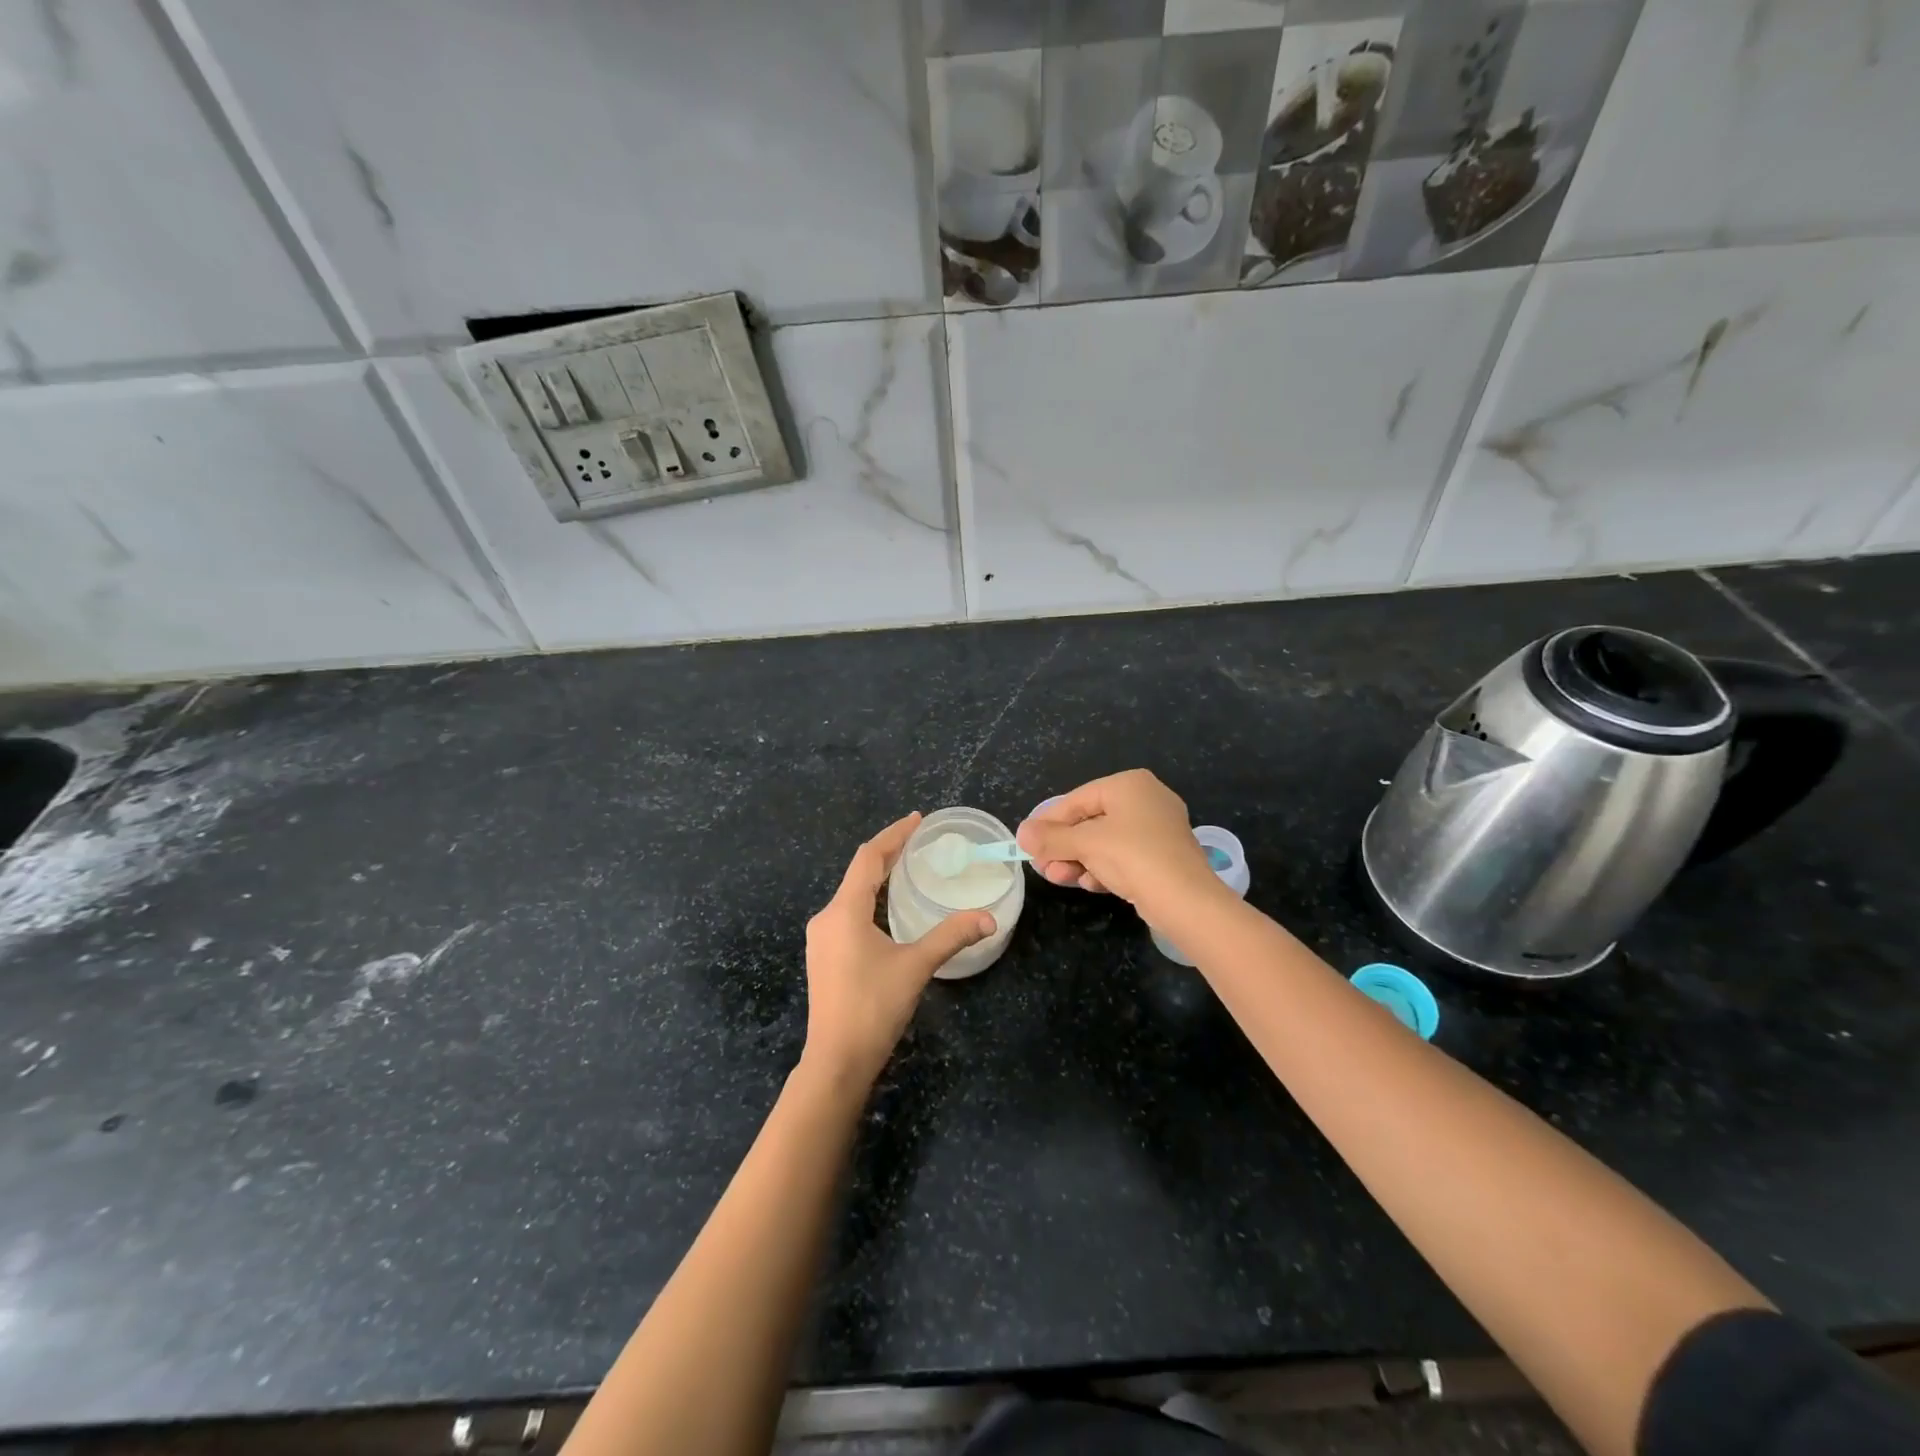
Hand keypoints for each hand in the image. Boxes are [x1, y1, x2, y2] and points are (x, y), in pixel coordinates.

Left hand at [802, 812, 994, 1085]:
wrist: (836, 1061)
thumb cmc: (873, 1007)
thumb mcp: (916, 966)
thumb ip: (951, 936)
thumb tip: (989, 917)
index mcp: (844, 911)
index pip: (869, 858)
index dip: (893, 835)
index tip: (917, 820)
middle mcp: (827, 918)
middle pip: (858, 873)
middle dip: (888, 854)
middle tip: (919, 841)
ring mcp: (821, 939)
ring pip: (851, 894)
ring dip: (878, 878)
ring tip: (907, 868)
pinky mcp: (824, 956)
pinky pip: (847, 913)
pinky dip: (870, 900)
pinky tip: (887, 909)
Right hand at [1016, 770, 1221, 915]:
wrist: (1186, 900)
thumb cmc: (1133, 857)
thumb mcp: (1085, 844)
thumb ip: (1051, 837)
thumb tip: (1021, 833)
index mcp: (1129, 784)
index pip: (1076, 800)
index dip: (1048, 823)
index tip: (1027, 843)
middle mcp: (1145, 799)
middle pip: (1090, 821)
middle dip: (1064, 847)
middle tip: (1042, 867)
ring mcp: (1157, 829)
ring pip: (1105, 841)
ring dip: (1079, 860)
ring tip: (1060, 878)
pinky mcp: (1162, 856)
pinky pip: (1123, 856)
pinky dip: (1103, 868)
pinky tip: (1090, 884)